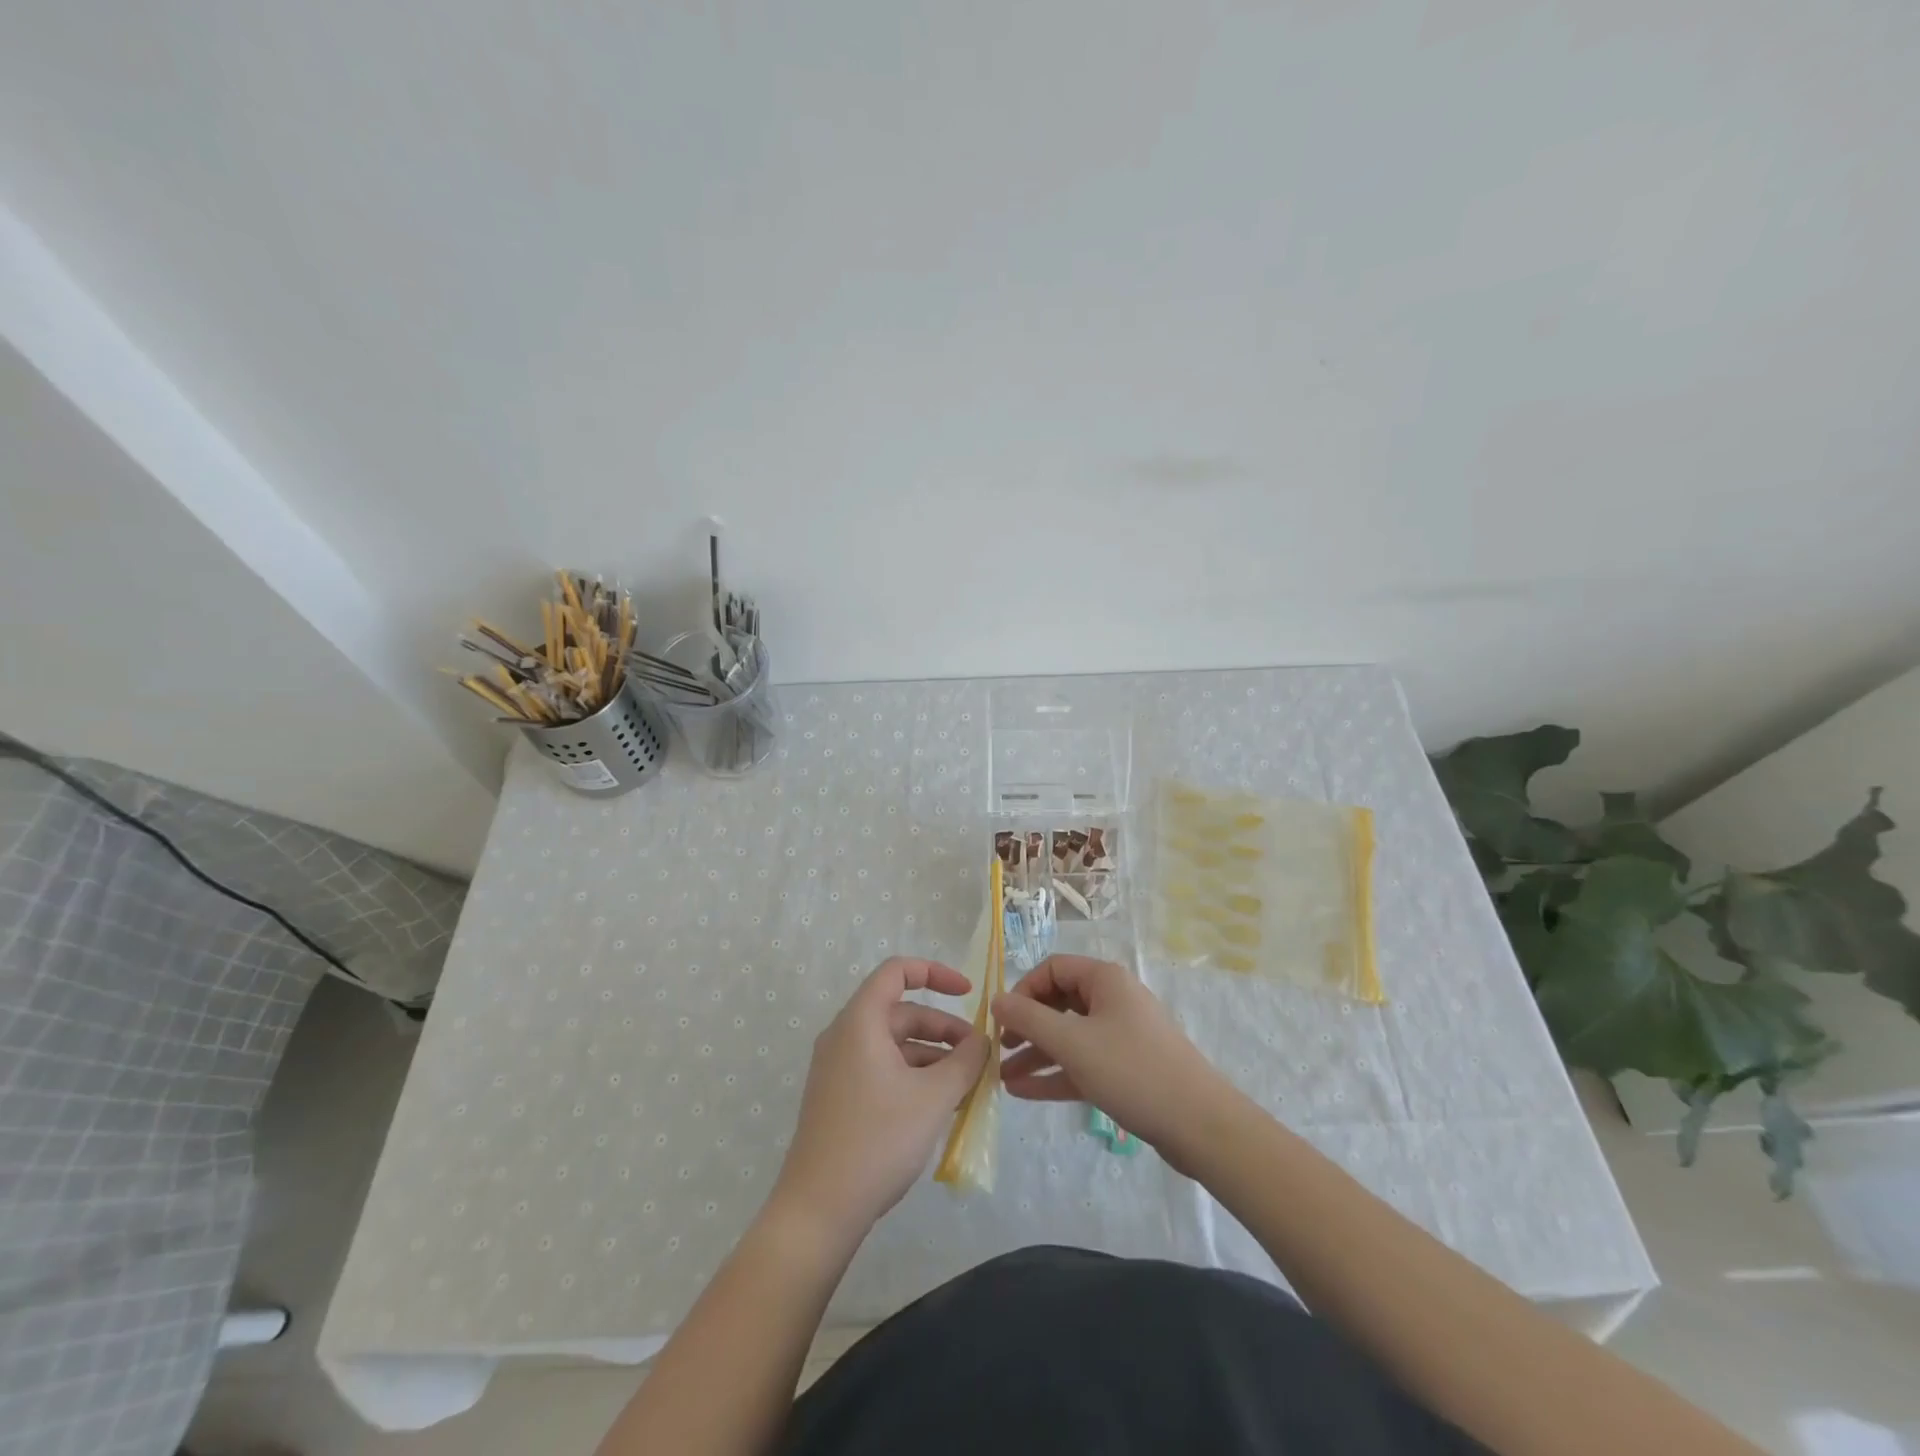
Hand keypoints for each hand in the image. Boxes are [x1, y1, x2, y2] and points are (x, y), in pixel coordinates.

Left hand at [771, 957, 988, 1236]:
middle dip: (943, 1028)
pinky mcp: (839, 1097)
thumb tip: (982, 1040)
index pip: (897, 971)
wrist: (818, 1210)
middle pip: (900, 1012)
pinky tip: (940, 1106)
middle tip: (979, 1056)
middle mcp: (844, 1036)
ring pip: (894, 1044)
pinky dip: (913, 1076)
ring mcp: (838, 1068)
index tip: (968, 993)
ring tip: (967, 1086)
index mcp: (860, 1022)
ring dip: (932, 1056)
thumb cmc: (878, 1141)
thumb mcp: (934, 1098)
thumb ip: (965, 1061)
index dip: (935, 973)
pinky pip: (882, 1069)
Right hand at [992, 955, 1233, 1173]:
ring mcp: (1120, 1036)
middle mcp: (1113, 1000)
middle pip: (1059, 1003)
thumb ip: (1028, 1020)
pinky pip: (1082, 1063)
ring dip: (1036, 1055)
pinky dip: (1055, 1074)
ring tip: (1001, 1078)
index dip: (1023, 990)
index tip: (1003, 1021)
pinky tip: (1023, 1093)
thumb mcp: (1072, 1042)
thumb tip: (996, 1000)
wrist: (1199, 1124)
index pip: (1052, 969)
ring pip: (1068, 1037)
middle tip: (999, 1048)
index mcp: (1105, 980)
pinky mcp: (1125, 1069)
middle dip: (1026, 1026)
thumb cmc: (1131, 1070)